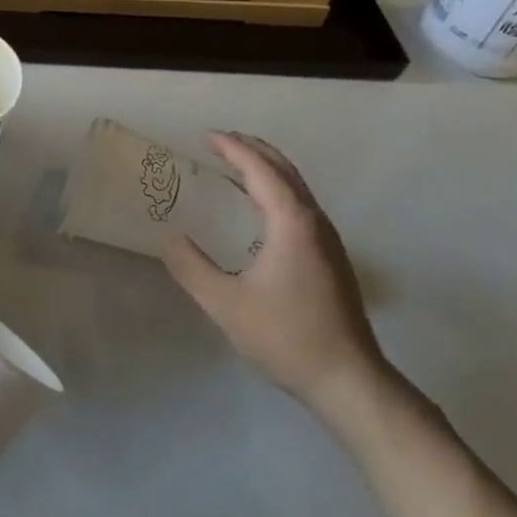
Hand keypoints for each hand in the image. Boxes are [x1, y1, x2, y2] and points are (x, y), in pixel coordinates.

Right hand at [162, 133, 386, 416]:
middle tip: (220, 141)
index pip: (261, 170)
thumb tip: (168, 237)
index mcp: (291, 223)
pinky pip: (300, 205)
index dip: (233, 149)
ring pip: (297, 187)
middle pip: (285, 170)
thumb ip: (191, 267)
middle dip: (252, 149)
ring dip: (266, 168)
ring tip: (235, 165)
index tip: (206, 135)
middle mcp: (314, 222)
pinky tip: (260, 207)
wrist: (348, 380)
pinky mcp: (331, 258)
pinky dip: (276, 189)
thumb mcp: (225, 304)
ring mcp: (328, 240)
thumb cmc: (285, 336)